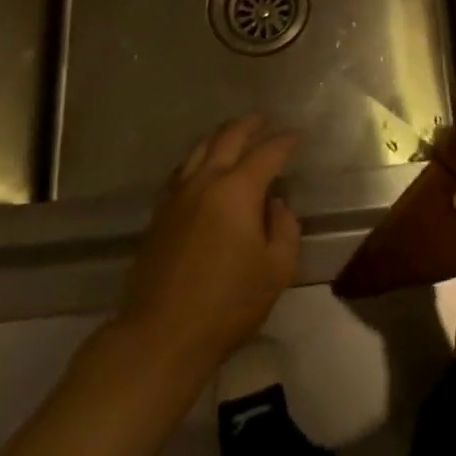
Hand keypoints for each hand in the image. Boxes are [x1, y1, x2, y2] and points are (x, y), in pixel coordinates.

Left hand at [113, 116, 300, 379]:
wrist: (161, 334)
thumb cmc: (228, 304)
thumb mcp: (277, 270)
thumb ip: (285, 228)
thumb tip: (275, 204)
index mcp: (238, 190)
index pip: (267, 153)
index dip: (285, 141)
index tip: (297, 136)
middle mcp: (206, 181)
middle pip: (228, 138)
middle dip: (249, 125)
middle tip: (264, 120)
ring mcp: (177, 196)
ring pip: (199, 149)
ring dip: (220, 136)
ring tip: (233, 134)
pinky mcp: (159, 213)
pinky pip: (181, 171)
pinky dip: (197, 158)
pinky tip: (201, 166)